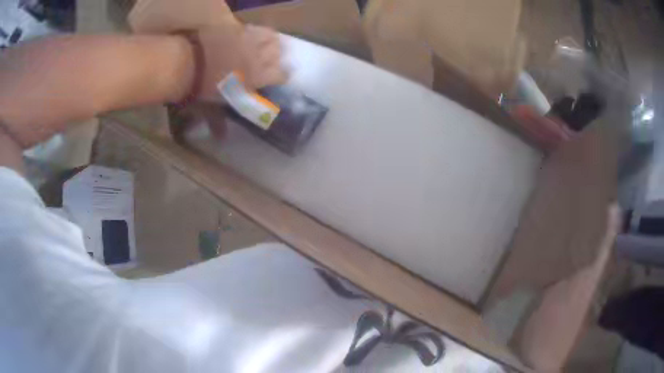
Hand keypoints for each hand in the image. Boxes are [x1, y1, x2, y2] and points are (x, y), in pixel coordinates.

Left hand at [197, 24, 287, 100]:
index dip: (281, 76)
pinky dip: (254, 32)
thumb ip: (237, 102)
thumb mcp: (222, 101)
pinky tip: (247, 36)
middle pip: (278, 52)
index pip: (281, 75)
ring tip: (263, 44)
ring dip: (270, 41)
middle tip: (269, 59)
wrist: (190, 64)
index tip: (278, 78)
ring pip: (271, 36)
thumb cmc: (205, 87)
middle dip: (276, 56)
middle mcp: (259, 57)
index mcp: (257, 77)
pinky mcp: (238, 29)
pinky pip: (253, 28)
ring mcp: (249, 40)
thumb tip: (234, 120)